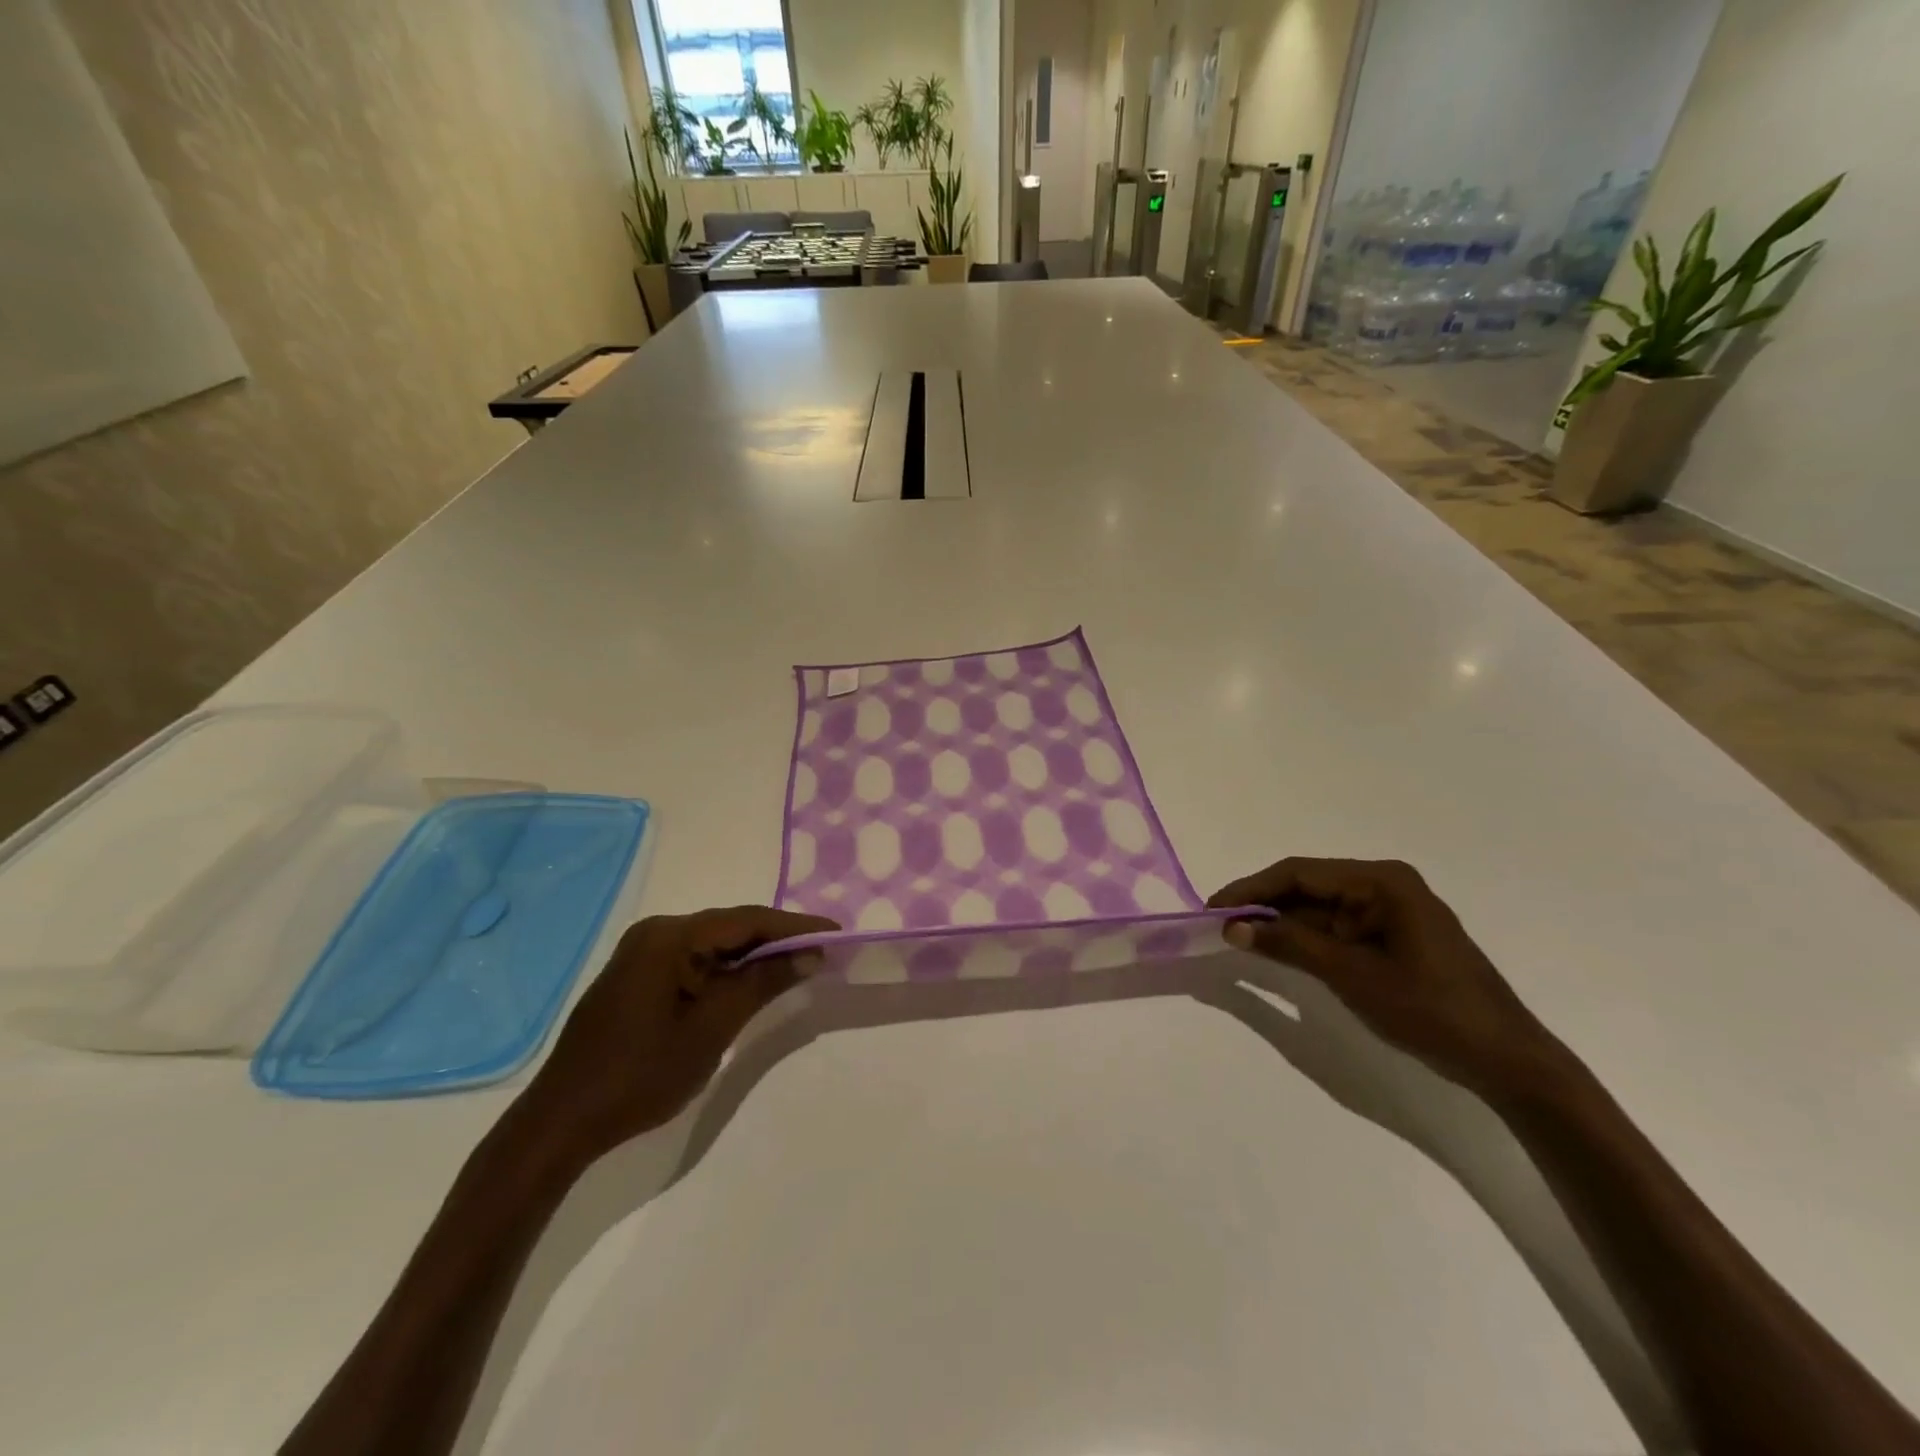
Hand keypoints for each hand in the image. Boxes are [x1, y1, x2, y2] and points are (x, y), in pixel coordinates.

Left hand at [521, 906, 837, 1165]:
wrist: (560, 1122)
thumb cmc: (640, 1075)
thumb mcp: (712, 1028)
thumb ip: (763, 983)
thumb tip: (810, 952)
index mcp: (670, 936)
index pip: (747, 920)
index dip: (796, 926)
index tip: (836, 933)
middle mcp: (656, 932)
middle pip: (730, 927)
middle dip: (777, 939)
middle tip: (822, 951)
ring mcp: (642, 953)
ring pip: (713, 944)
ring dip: (753, 956)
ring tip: (797, 965)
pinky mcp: (636, 976)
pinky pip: (694, 961)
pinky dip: (726, 970)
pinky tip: (749, 984)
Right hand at [1208, 858, 1565, 1097]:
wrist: (1506, 1061)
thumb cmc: (1430, 1010)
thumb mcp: (1350, 975)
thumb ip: (1289, 944)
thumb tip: (1233, 927)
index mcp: (1381, 881)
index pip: (1299, 873)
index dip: (1251, 889)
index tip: (1213, 909)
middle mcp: (1385, 885)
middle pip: (1308, 886)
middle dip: (1264, 906)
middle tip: (1221, 927)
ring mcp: (1391, 911)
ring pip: (1320, 908)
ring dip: (1283, 923)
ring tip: (1240, 940)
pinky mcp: (1394, 936)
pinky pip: (1338, 928)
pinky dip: (1307, 939)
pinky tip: (1280, 950)